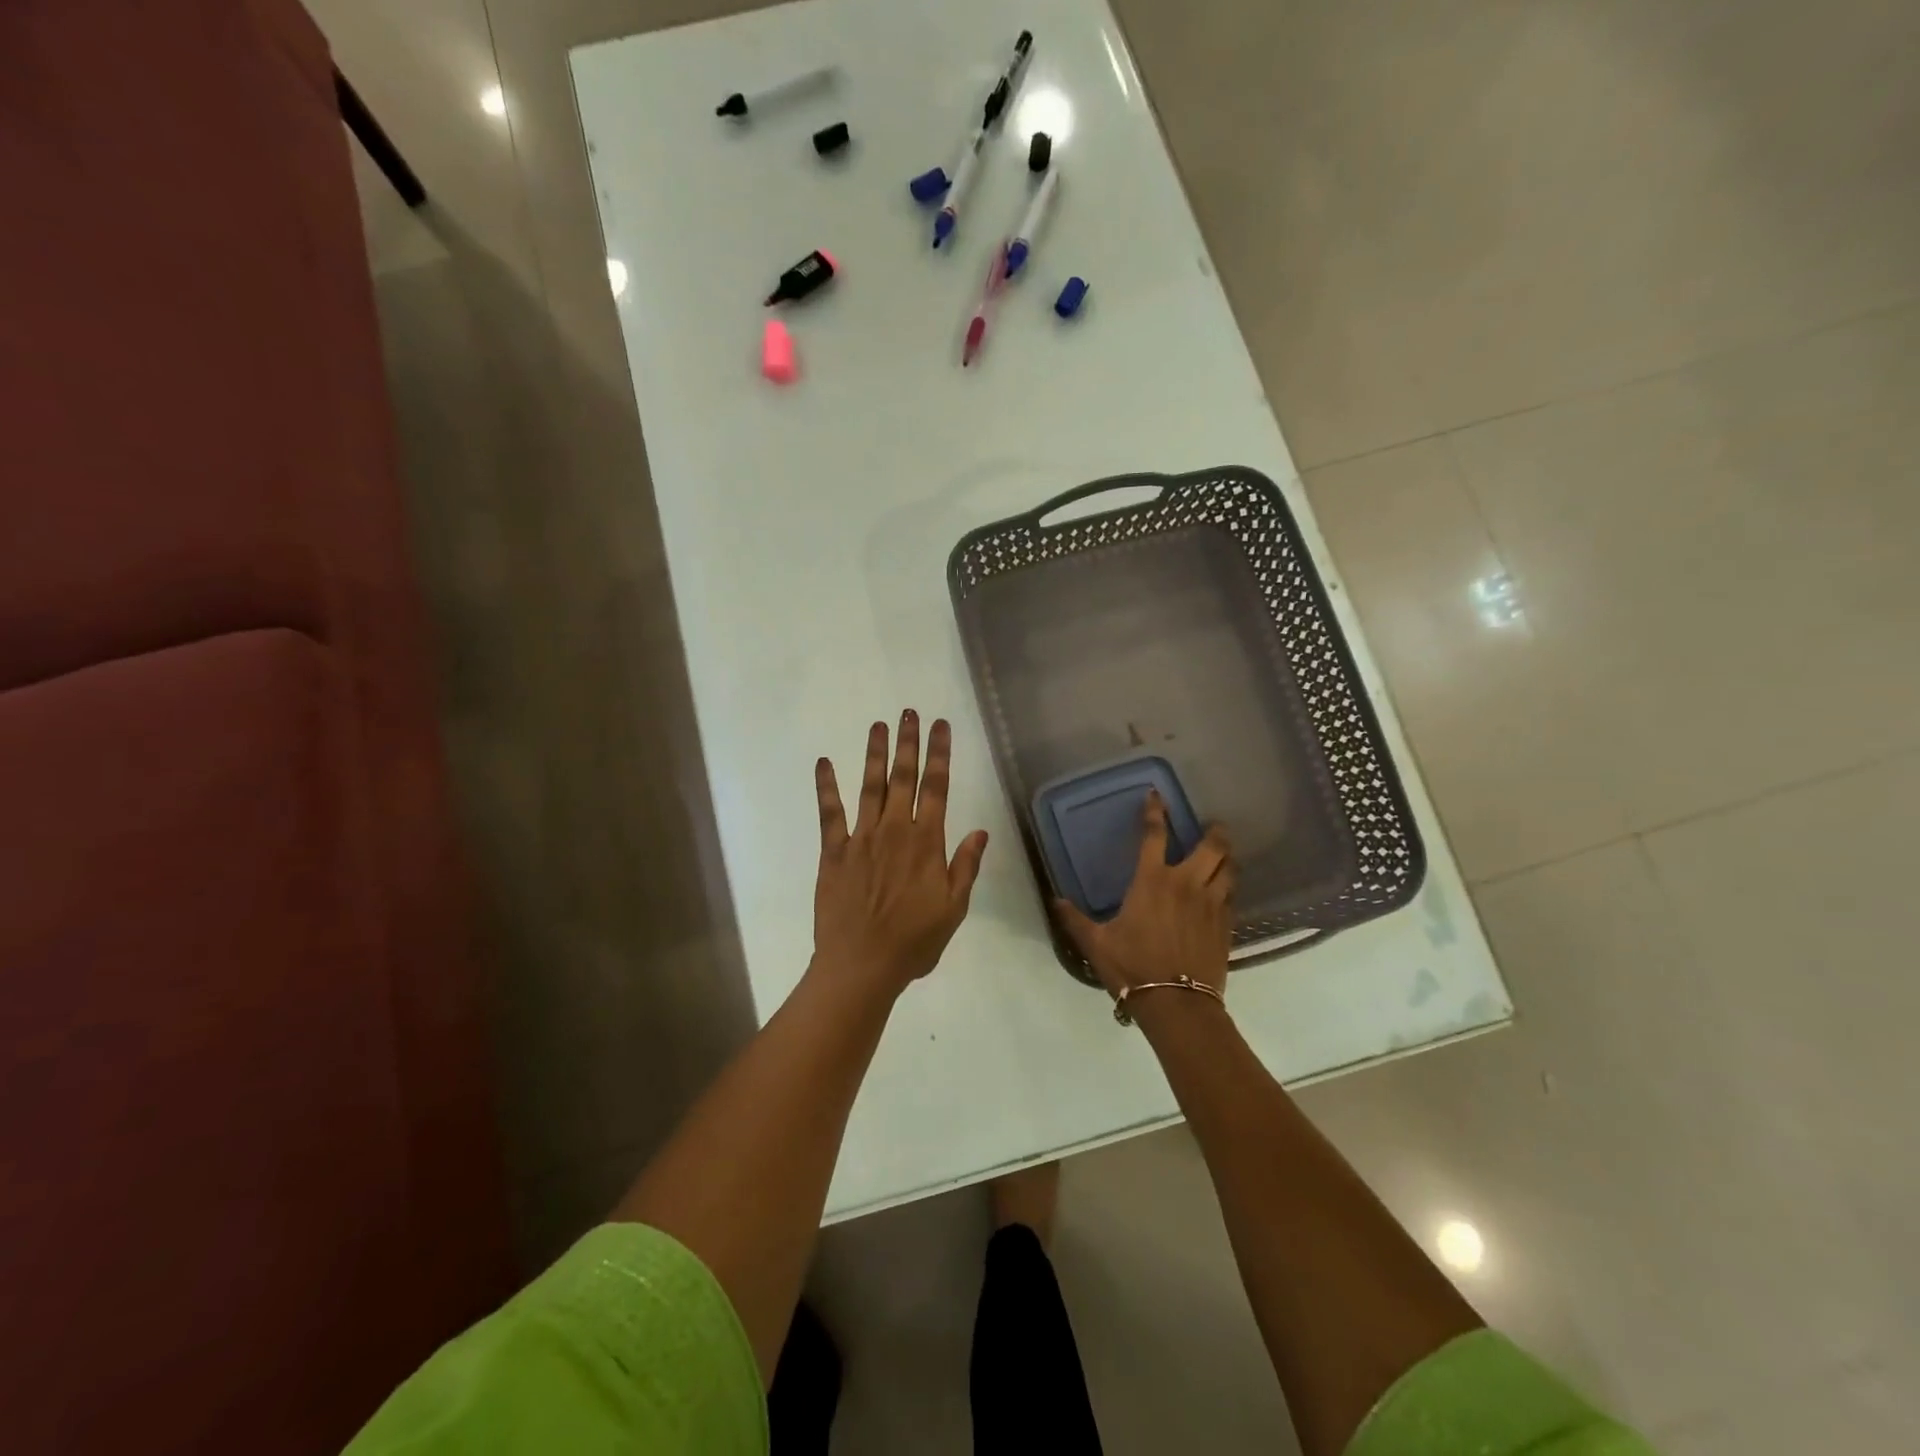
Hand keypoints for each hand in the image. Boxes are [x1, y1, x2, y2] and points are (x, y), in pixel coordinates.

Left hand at [812, 711, 989, 997]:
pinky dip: (826, 786)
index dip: (940, 753)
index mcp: (926, 843)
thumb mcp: (953, 909)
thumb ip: (965, 867)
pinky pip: (830, 812)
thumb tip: (980, 832)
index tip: (941, 725)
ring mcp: (861, 838)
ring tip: (878, 725)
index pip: (937, 788)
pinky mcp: (834, 851)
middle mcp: (894, 831)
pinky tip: (824, 763)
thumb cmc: (913, 942)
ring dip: (874, 754)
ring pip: (870, 786)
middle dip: (908, 743)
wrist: (860, 966)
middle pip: (903, 778)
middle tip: (909, 712)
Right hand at [1055, 792, 1234, 1000]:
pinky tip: (1225, 891)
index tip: (1156, 795)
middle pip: (1211, 847)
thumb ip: (1075, 919)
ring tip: (1224, 854)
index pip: (1154, 835)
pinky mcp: (1226, 925)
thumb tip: (1055, 900)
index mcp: (1152, 881)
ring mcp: (1211, 904)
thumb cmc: (1133, 967)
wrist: (1177, 1004)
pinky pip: (1232, 896)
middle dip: (1214, 832)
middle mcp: (1186, 884)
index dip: (1155, 811)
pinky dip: (1229, 887)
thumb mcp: (1096, 943)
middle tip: (1213, 826)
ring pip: (1228, 869)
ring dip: (1227, 858)